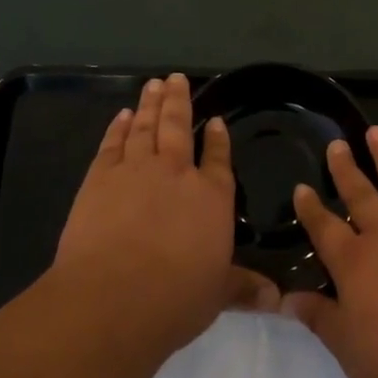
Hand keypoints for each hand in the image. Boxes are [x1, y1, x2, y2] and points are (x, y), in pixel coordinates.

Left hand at [54, 74, 278, 352]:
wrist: (113, 297)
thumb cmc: (175, 299)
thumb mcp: (217, 295)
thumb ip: (243, 288)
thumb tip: (277, 299)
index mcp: (211, 198)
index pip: (218, 160)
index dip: (217, 140)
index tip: (215, 121)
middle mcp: (177, 173)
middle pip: (178, 127)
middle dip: (179, 101)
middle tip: (176, 78)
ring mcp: (136, 170)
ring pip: (146, 127)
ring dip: (151, 104)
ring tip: (154, 83)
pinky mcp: (101, 177)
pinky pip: (113, 143)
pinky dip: (119, 127)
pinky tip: (123, 115)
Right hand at [283, 126, 377, 377]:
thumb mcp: (350, 351)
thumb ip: (320, 318)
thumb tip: (287, 297)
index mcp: (356, 264)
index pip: (325, 227)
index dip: (311, 208)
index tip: (302, 188)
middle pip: (361, 194)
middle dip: (346, 168)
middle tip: (337, 144)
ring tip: (376, 133)